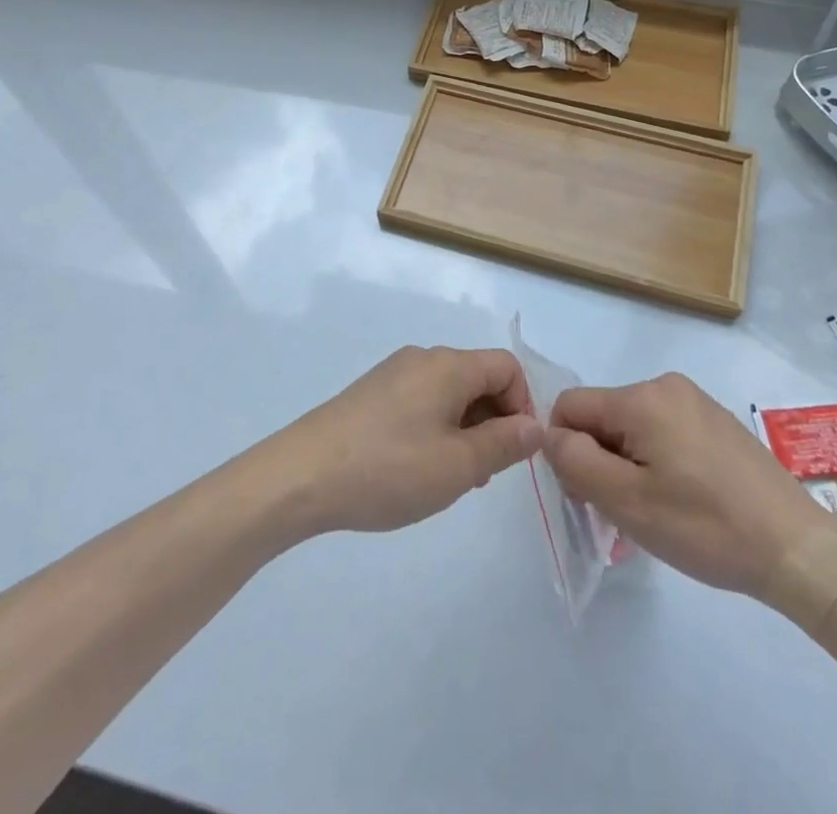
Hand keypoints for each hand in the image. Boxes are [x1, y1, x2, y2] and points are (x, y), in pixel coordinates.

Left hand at [273, 346, 544, 536]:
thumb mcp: (458, 465)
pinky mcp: (372, 393)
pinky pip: (421, 401)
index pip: (507, 367)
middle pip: (478, 378)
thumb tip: (534, 426)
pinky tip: (417, 468)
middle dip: (493, 421)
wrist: (302, 475)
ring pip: (449, 393)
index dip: (523, 406)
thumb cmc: (389, 468)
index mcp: (448, 365)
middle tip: (482, 474)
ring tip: (450, 478)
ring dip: (464, 429)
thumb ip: (504, 443)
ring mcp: (393, 373)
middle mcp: (423, 358)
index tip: (515, 453)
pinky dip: (435, 428)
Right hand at [544, 374, 836, 607]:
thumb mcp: (626, 501)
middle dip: (599, 459)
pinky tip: (683, 501)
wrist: (798, 550)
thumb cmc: (706, 526)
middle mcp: (666, 386)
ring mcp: (695, 401)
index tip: (589, 495)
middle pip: (603, 416)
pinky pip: (663, 432)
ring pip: (632, 427)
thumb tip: (551, 435)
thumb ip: (575, 461)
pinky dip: (657, 462)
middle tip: (623, 511)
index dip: (566, 450)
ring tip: (656, 511)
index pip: (570, 406)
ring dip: (628, 465)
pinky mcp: (716, 421)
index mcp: (641, 397)